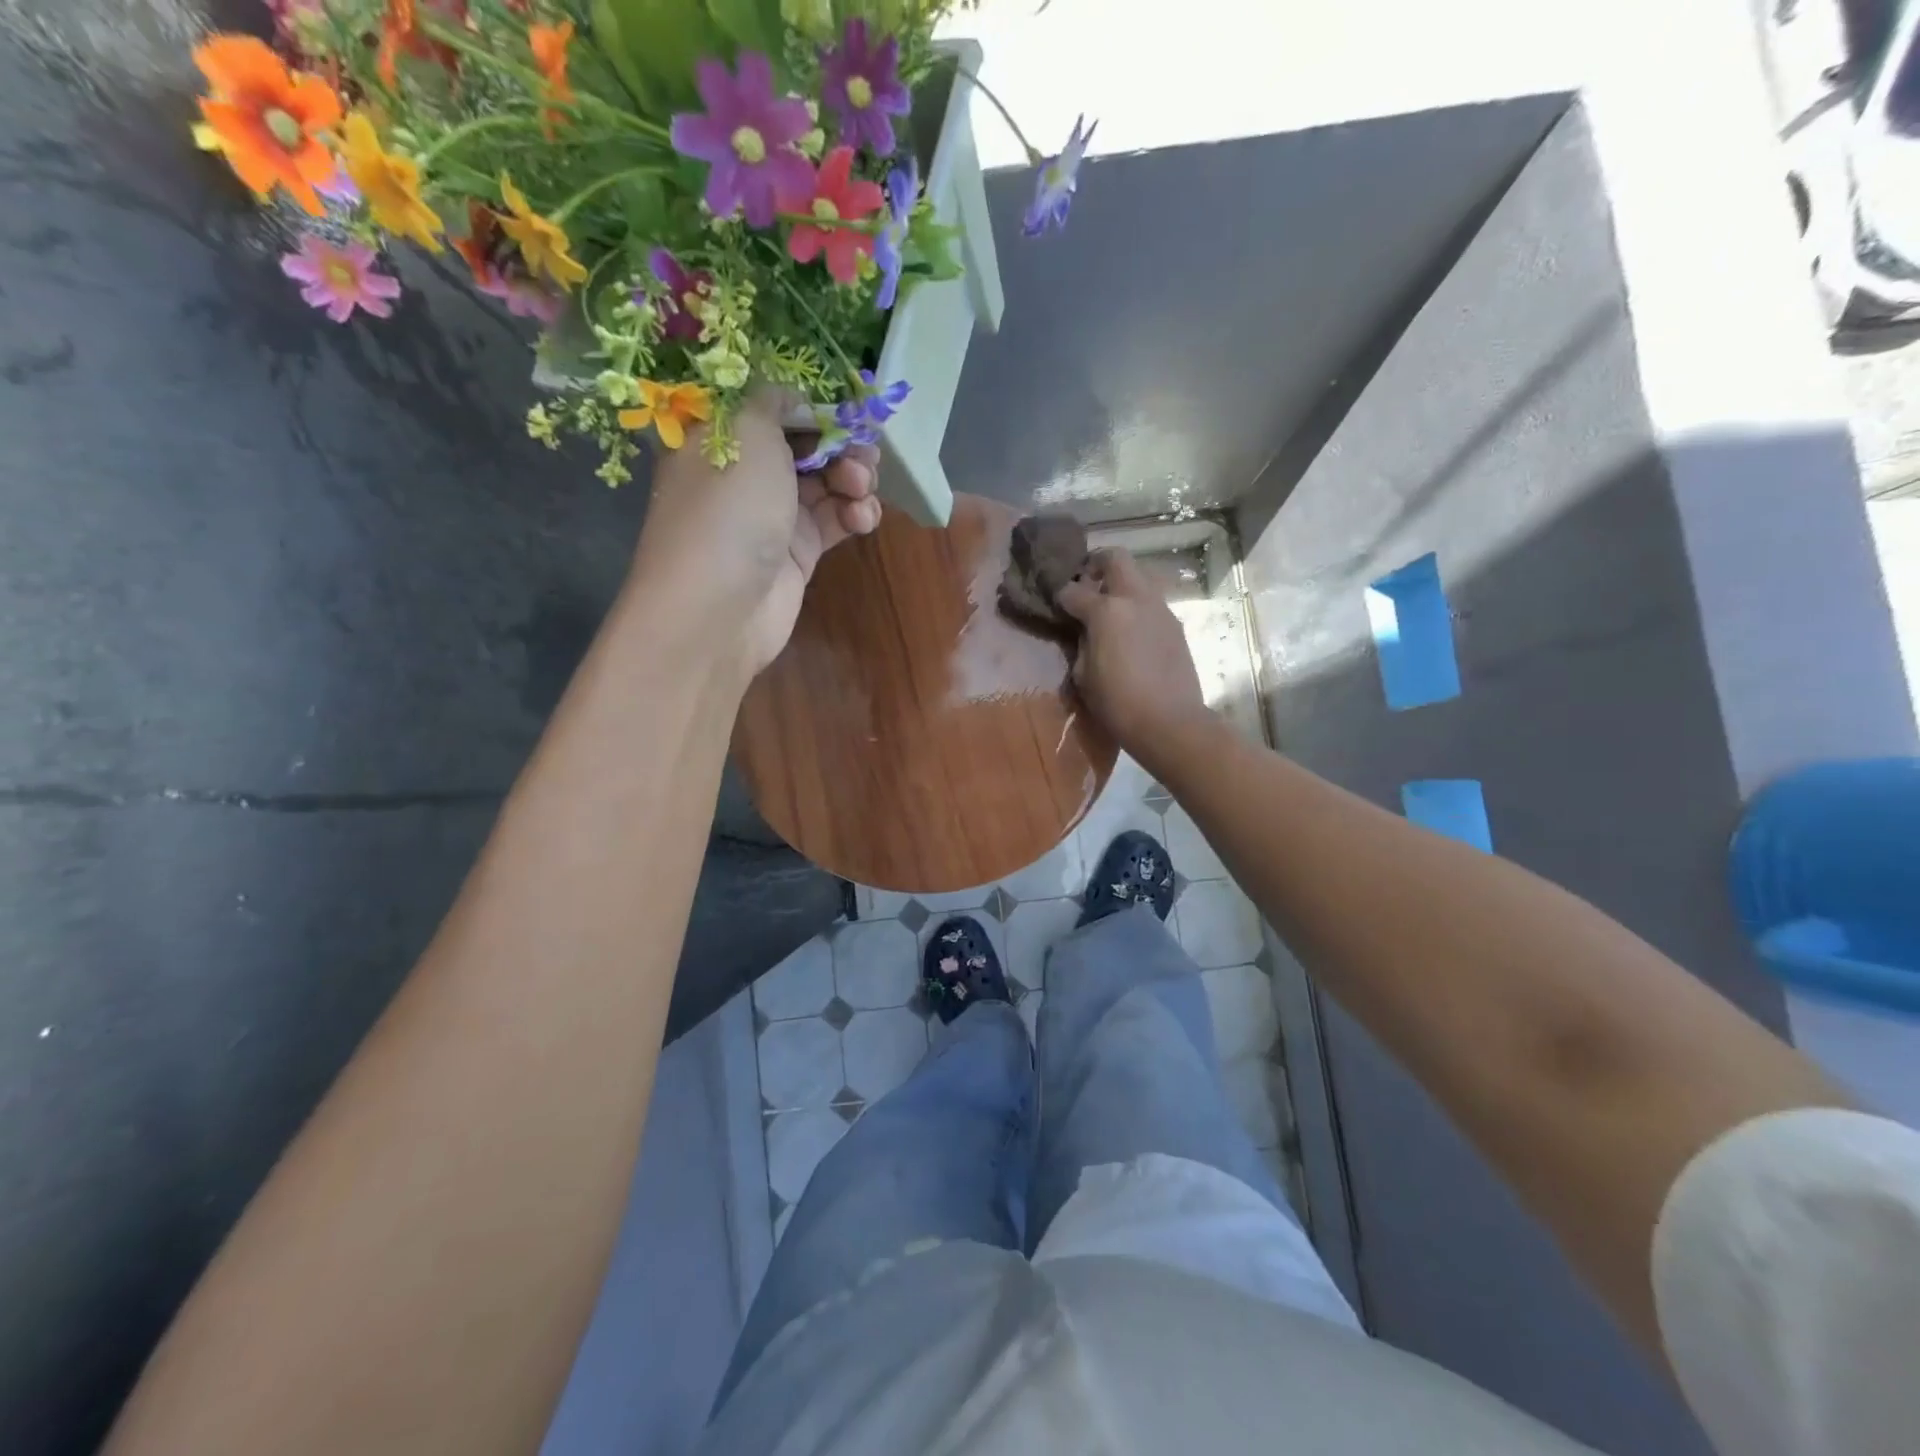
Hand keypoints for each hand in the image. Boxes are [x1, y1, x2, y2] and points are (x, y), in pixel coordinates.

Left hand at [632, 389, 880, 675]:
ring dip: (852, 479)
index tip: (846, 408)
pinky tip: (863, 518)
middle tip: (863, 452)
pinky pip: (834, 521)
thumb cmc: (729, 508)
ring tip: (862, 488)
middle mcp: (743, 473)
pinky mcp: (798, 552)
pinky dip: (854, 514)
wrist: (719, 608)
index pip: (770, 406)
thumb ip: (775, 401)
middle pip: (804, 444)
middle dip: (840, 443)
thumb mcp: (747, 429)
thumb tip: (792, 397)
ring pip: (825, 483)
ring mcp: (772, 515)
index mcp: (718, 436)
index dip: (810, 404)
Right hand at [1057, 548, 1208, 758]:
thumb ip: (1081, 644)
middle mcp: (1135, 599)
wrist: (1170, 722)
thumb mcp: (1083, 676)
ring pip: (1139, 576)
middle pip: (1115, 558)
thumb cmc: (1117, 703)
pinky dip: (1138, 606)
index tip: (1057, 603)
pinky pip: (1152, 602)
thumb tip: (1085, 632)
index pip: (1074, 590)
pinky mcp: (1175, 625)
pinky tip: (1131, 632)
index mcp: (1106, 611)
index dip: (1061, 595)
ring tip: (1110, 610)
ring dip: (1121, 584)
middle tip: (1087, 585)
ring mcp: (1160, 609)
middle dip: (1097, 565)